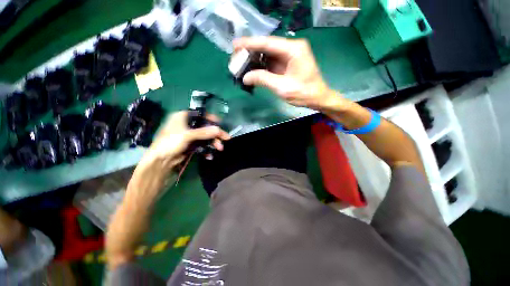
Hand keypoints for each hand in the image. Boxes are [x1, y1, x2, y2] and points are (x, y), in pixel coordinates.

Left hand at [137, 111, 230, 174]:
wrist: (160, 162)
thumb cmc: (170, 143)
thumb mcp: (187, 135)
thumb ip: (203, 132)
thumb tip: (218, 130)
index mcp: (182, 117)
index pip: (200, 114)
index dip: (210, 118)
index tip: (220, 123)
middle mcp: (186, 125)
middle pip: (205, 127)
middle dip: (215, 134)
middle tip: (226, 138)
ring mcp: (189, 136)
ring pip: (205, 137)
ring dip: (213, 143)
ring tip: (220, 148)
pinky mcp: (190, 145)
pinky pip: (202, 145)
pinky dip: (207, 149)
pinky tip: (210, 155)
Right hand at [233, 36, 342, 110]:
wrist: (317, 98)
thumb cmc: (304, 93)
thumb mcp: (282, 87)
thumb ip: (263, 80)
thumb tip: (245, 77)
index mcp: (293, 49)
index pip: (267, 43)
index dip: (250, 44)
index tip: (235, 45)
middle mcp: (291, 48)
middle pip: (266, 47)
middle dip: (250, 52)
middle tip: (235, 57)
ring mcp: (289, 56)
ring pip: (267, 54)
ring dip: (254, 60)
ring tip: (240, 64)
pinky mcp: (287, 64)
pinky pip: (271, 62)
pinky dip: (261, 66)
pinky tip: (251, 70)